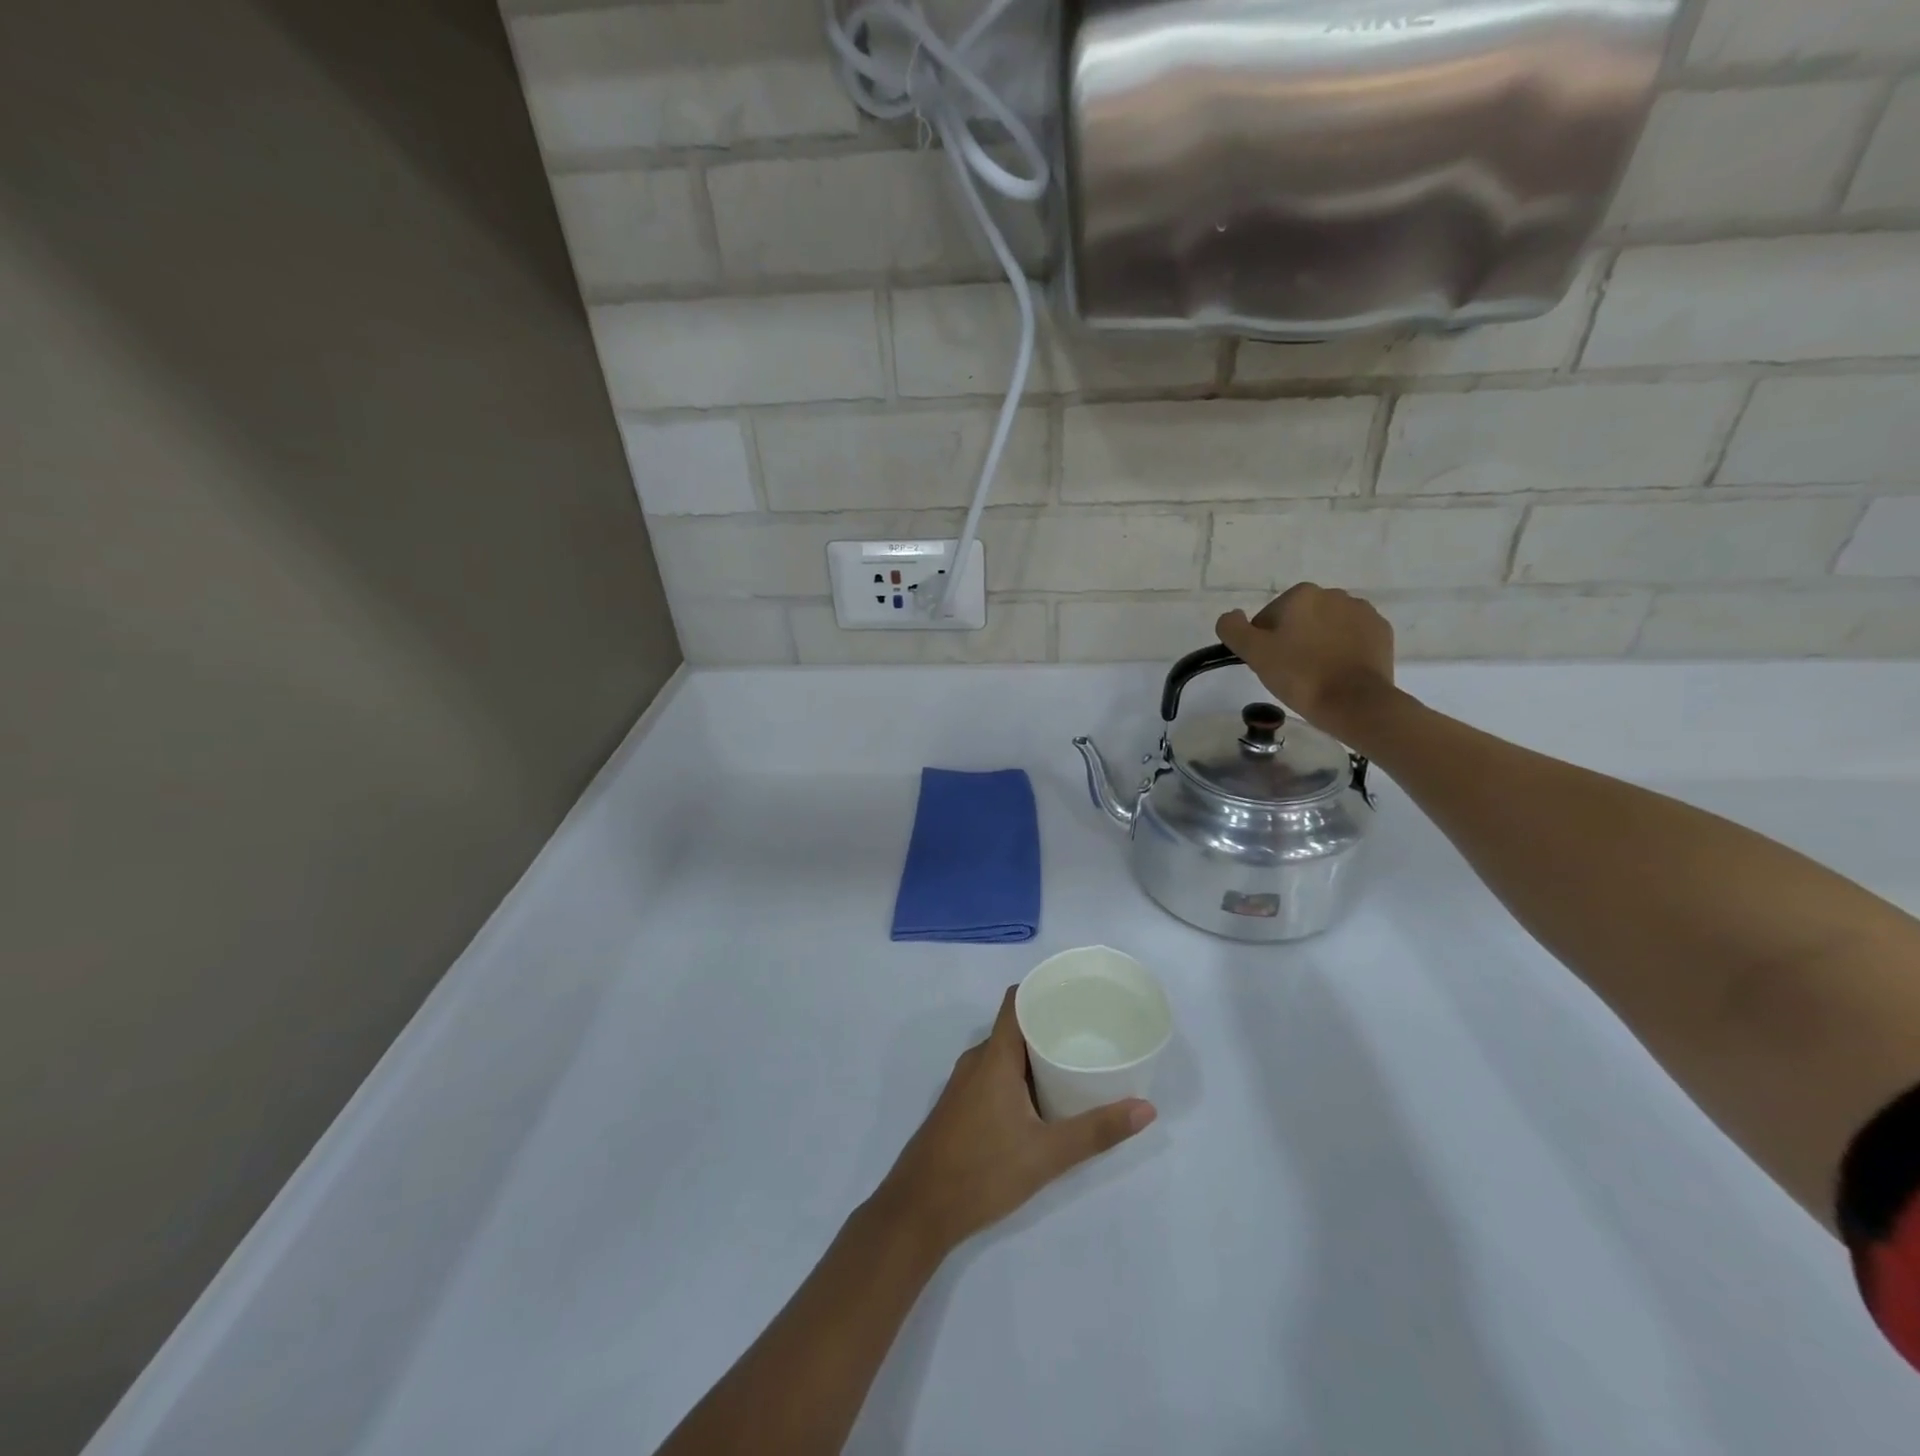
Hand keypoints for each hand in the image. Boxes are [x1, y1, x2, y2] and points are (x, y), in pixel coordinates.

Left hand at [873, 988, 1154, 1257]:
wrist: (918, 1211)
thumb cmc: (981, 1171)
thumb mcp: (1046, 1154)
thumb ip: (1096, 1131)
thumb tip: (1146, 1108)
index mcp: (994, 1056)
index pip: (1016, 1001)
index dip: (1044, 989)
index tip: (1078, 992)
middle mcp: (977, 1060)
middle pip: (1015, 1026)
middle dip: (1050, 1024)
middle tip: (1091, 1031)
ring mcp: (964, 1084)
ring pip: (1005, 1054)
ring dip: (1036, 1054)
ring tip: (1074, 1061)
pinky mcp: (960, 1106)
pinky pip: (994, 1074)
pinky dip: (1020, 1075)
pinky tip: (1043, 1098)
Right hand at [1216, 583, 1395, 734]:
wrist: (1355, 702)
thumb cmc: (1300, 675)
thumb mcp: (1254, 653)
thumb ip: (1233, 629)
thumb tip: (1231, 616)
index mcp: (1301, 594)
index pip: (1268, 618)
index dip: (1264, 643)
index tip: (1270, 665)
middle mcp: (1333, 594)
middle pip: (1299, 619)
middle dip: (1293, 640)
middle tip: (1291, 672)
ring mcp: (1362, 611)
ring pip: (1326, 627)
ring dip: (1318, 644)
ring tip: (1316, 674)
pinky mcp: (1381, 631)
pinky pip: (1352, 637)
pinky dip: (1343, 650)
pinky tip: (1338, 672)